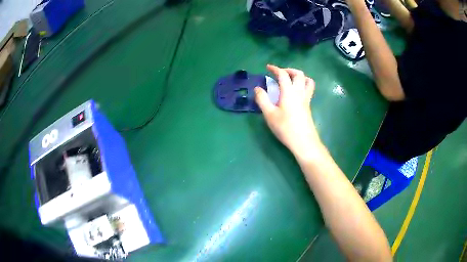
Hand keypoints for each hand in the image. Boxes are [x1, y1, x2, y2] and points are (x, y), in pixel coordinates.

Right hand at [254, 65, 322, 158]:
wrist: (303, 142)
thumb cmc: (285, 128)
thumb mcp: (269, 114)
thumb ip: (262, 99)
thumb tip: (257, 88)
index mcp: (289, 92)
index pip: (283, 74)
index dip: (275, 69)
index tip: (268, 67)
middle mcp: (300, 92)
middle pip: (299, 74)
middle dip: (289, 70)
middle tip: (280, 73)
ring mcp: (306, 99)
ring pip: (307, 81)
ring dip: (299, 76)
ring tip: (291, 80)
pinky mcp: (308, 106)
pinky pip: (308, 89)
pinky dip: (303, 84)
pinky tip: (295, 93)